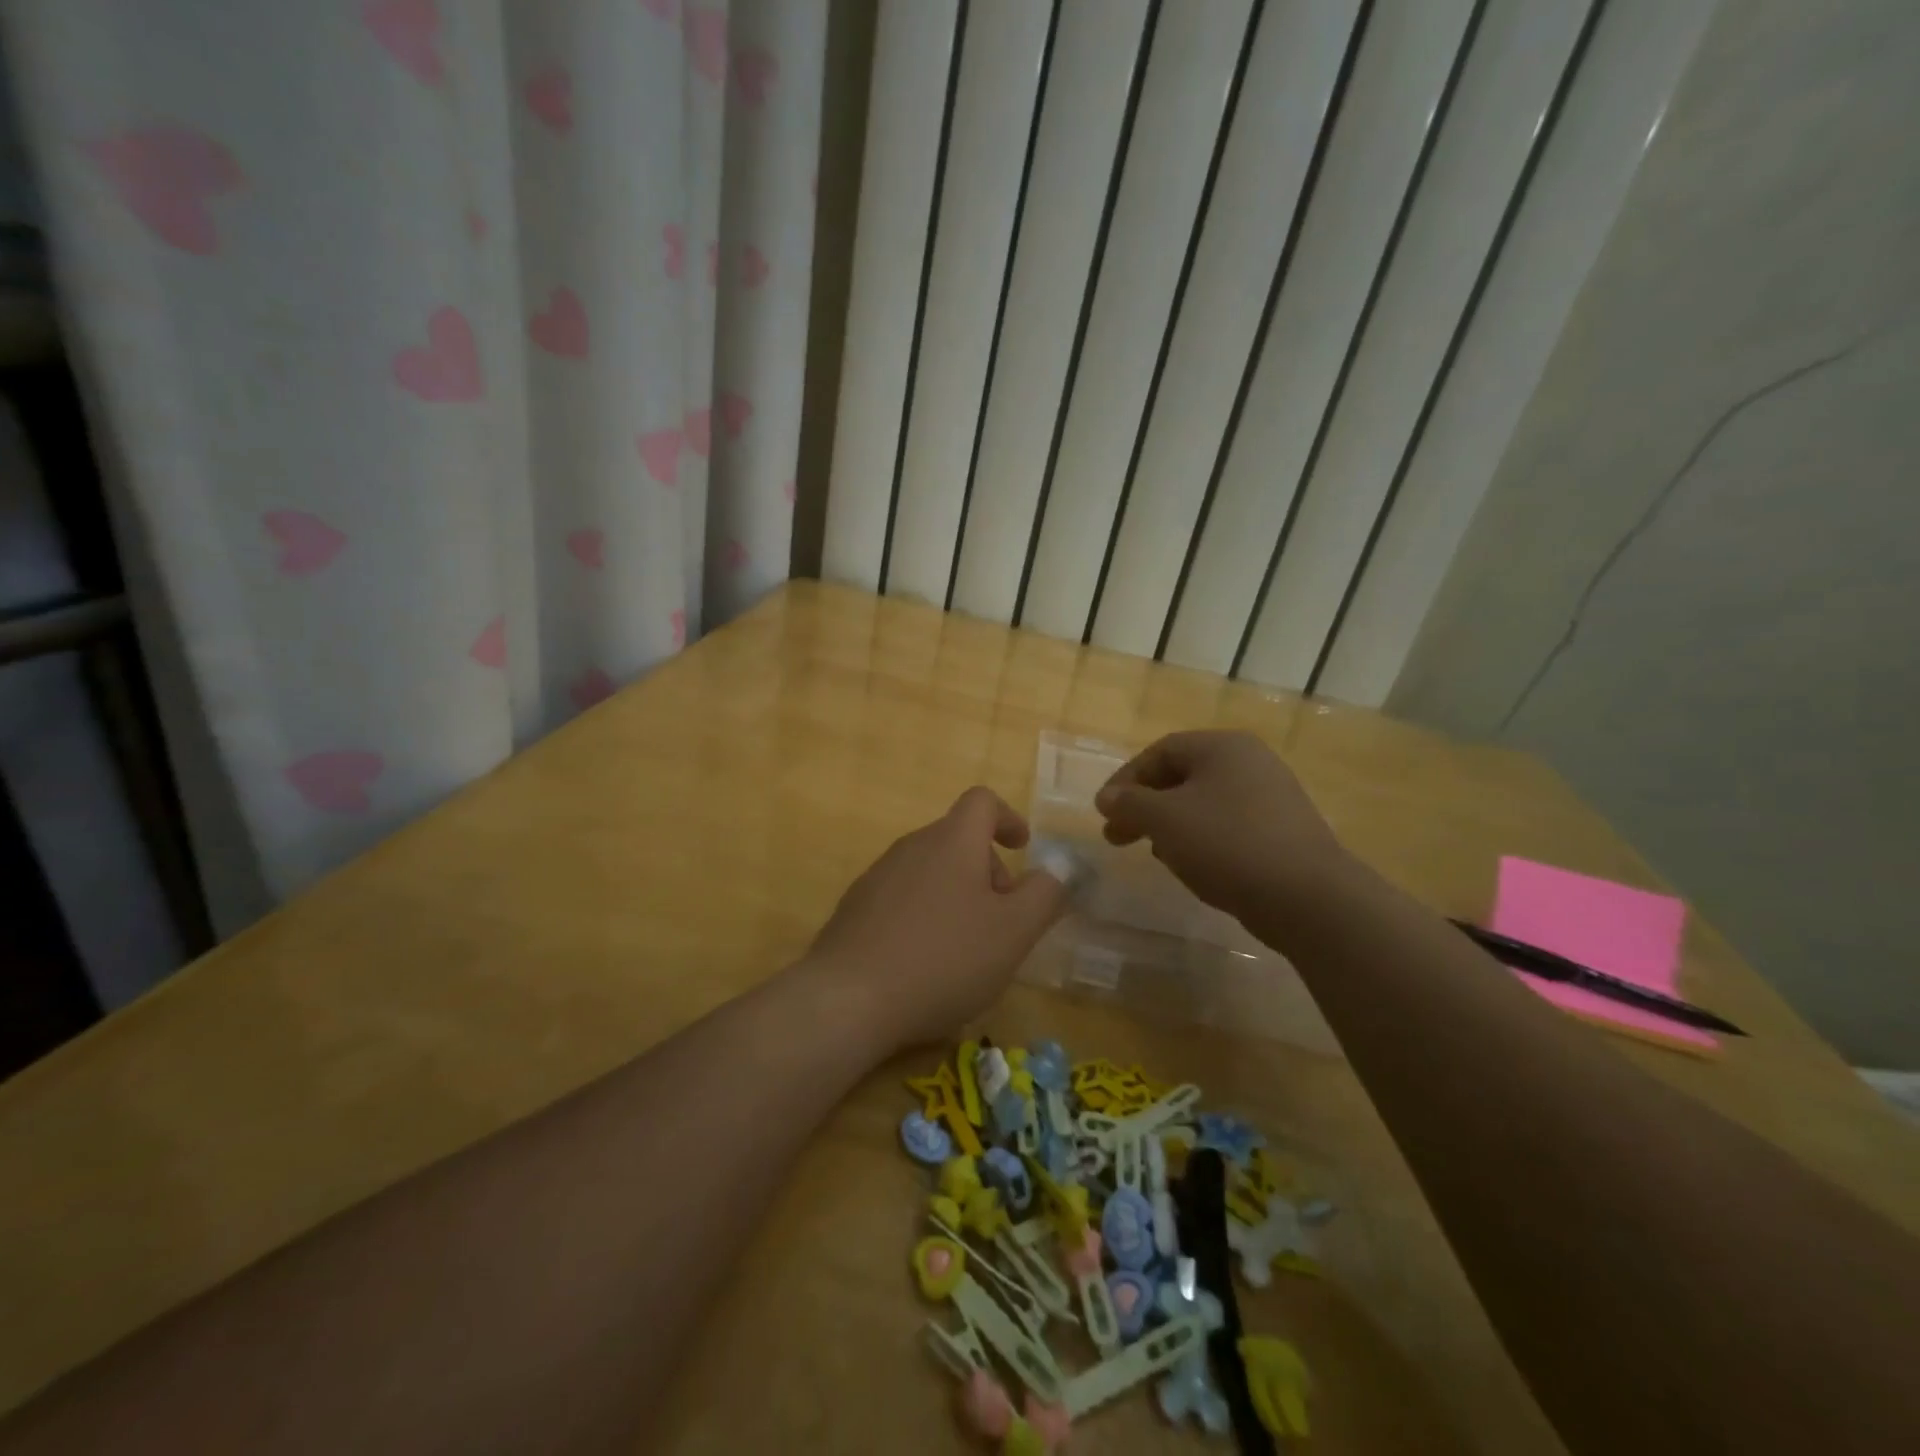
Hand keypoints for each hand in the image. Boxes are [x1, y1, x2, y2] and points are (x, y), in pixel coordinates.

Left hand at [806, 787, 1068, 1050]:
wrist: (848, 998)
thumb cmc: (944, 958)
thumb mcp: (1013, 932)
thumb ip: (1044, 896)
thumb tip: (1058, 871)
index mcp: (952, 841)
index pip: (982, 801)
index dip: (1008, 818)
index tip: (1022, 849)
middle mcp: (911, 846)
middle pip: (958, 839)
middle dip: (988, 870)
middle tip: (1002, 921)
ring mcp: (877, 876)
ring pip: (930, 870)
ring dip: (957, 895)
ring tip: (966, 948)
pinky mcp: (855, 908)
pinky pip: (902, 897)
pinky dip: (925, 915)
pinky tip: (925, 962)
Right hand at [1095, 730, 1346, 922]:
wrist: (1307, 897)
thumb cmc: (1227, 843)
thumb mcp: (1165, 819)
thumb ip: (1129, 803)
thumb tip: (1107, 797)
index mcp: (1223, 747)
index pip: (1160, 752)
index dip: (1125, 779)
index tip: (1104, 811)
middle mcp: (1250, 762)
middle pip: (1181, 777)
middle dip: (1144, 807)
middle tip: (1117, 836)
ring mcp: (1271, 797)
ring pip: (1203, 805)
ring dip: (1170, 826)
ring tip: (1154, 853)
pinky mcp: (1282, 832)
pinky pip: (1228, 827)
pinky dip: (1201, 841)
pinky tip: (1192, 866)